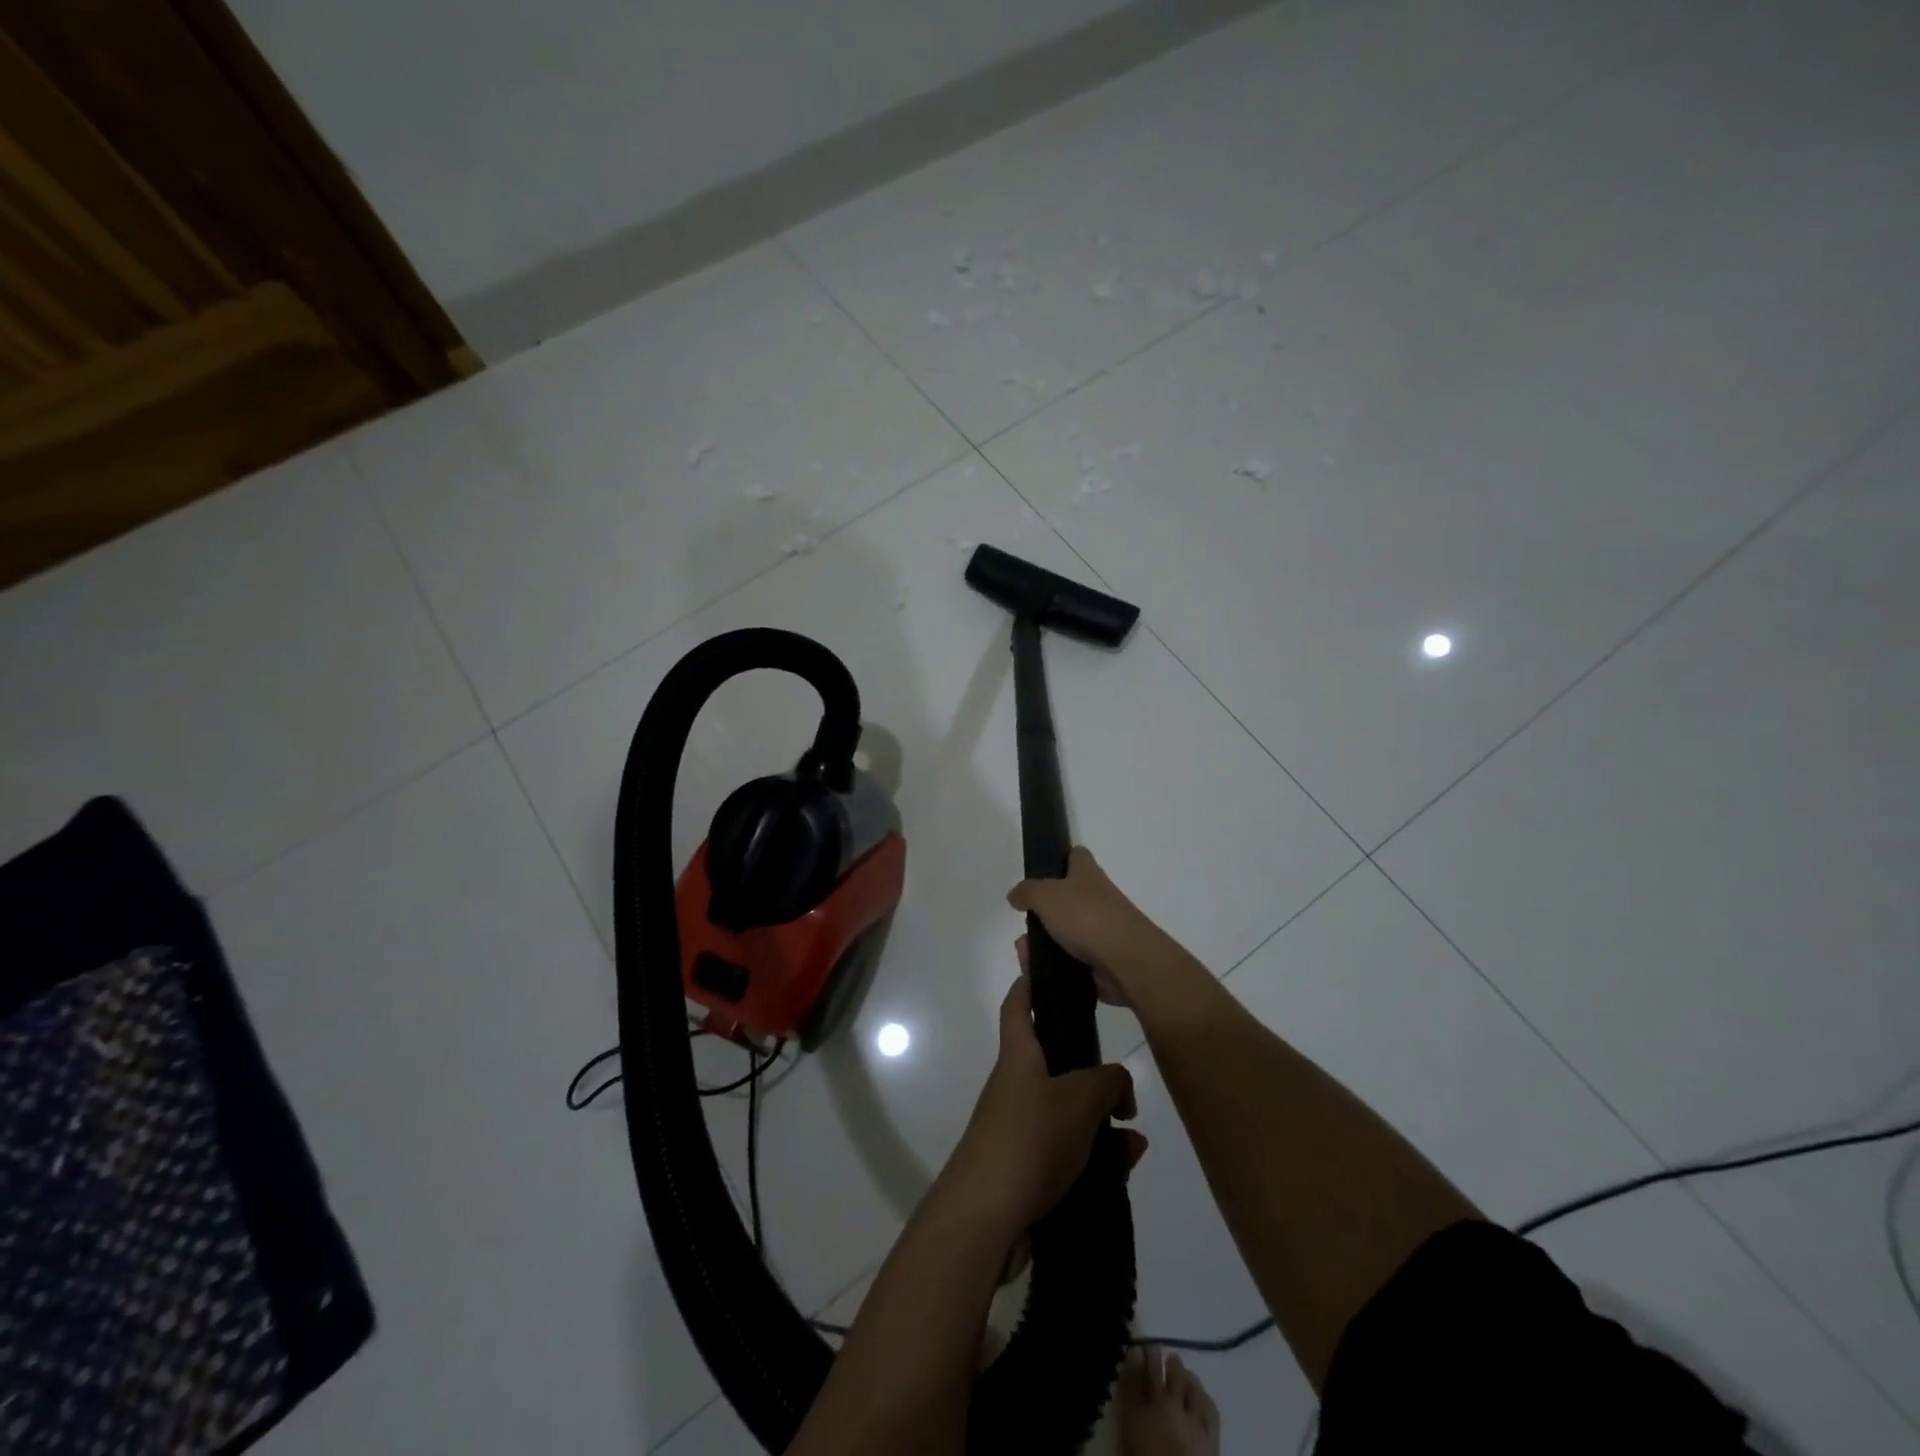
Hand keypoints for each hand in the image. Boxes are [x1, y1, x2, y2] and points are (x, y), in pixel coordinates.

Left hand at [944, 965, 1145, 1234]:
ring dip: (1103, 1120)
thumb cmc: (1029, 1139)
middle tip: (1123, 1083)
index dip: (1031, 982)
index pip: (1019, 1005)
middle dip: (1091, 1070)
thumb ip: (1107, 1081)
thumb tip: (1117, 1083)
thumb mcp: (1079, 1099)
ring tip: (1134, 1136)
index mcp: (1019, 1056)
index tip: (1047, 966)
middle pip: (1054, 1061)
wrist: (987, 1217)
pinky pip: (1070, 1149)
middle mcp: (1017, 1086)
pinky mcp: (1030, 1166)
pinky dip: (1098, 1153)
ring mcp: (1021, 1127)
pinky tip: (1125, 1165)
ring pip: (1070, 1110)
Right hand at [1007, 846, 1171, 1006]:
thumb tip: (1016, 895)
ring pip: (1065, 934)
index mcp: (1088, 874)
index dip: (1061, 859)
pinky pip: (1072, 961)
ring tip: (1026, 957)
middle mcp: (1098, 898)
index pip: (1077, 856)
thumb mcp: (1046, 895)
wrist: (1126, 961)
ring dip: (1043, 945)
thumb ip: (1027, 892)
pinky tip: (1039, 974)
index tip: (1042, 873)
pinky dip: (1055, 967)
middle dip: (1042, 915)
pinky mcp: (1102, 960)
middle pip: (1066, 900)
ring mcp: (1102, 930)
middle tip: (1025, 928)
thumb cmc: (1087, 917)